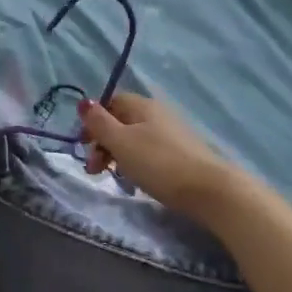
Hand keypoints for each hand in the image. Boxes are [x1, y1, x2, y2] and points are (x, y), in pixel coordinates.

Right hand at [77, 92, 240, 223]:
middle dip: (102, 143)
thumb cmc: (158, 163)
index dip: (93, 122)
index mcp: (142, 105)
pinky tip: (137, 179)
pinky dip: (136, 163)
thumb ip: (99, 122)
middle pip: (121, 121)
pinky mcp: (181, 153)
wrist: (208, 189)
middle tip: (94, 169)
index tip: (85, 146)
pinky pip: (149, 151)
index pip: (110, 102)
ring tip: (113, 176)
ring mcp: (171, 133)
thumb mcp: (121, 142)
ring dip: (117, 155)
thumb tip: (84, 102)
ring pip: (134, 138)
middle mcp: (157, 113)